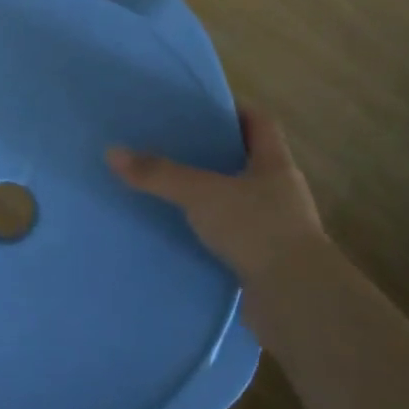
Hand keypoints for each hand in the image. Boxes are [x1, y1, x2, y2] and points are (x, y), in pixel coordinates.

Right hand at [107, 107, 323, 284]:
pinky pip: (235, 238)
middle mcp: (281, 193)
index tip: (204, 108)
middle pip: (249, 162)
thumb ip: (159, 174)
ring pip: (241, 202)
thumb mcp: (201, 194)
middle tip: (178, 147)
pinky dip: (213, 234)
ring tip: (175, 191)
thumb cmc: (257, 230)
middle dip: (217, 154)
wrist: (296, 301)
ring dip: (214, 197)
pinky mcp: (267, 262)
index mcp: (275, 165)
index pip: (261, 123)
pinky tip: (185, 235)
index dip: (236, 111)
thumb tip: (112, 152)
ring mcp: (277, 230)